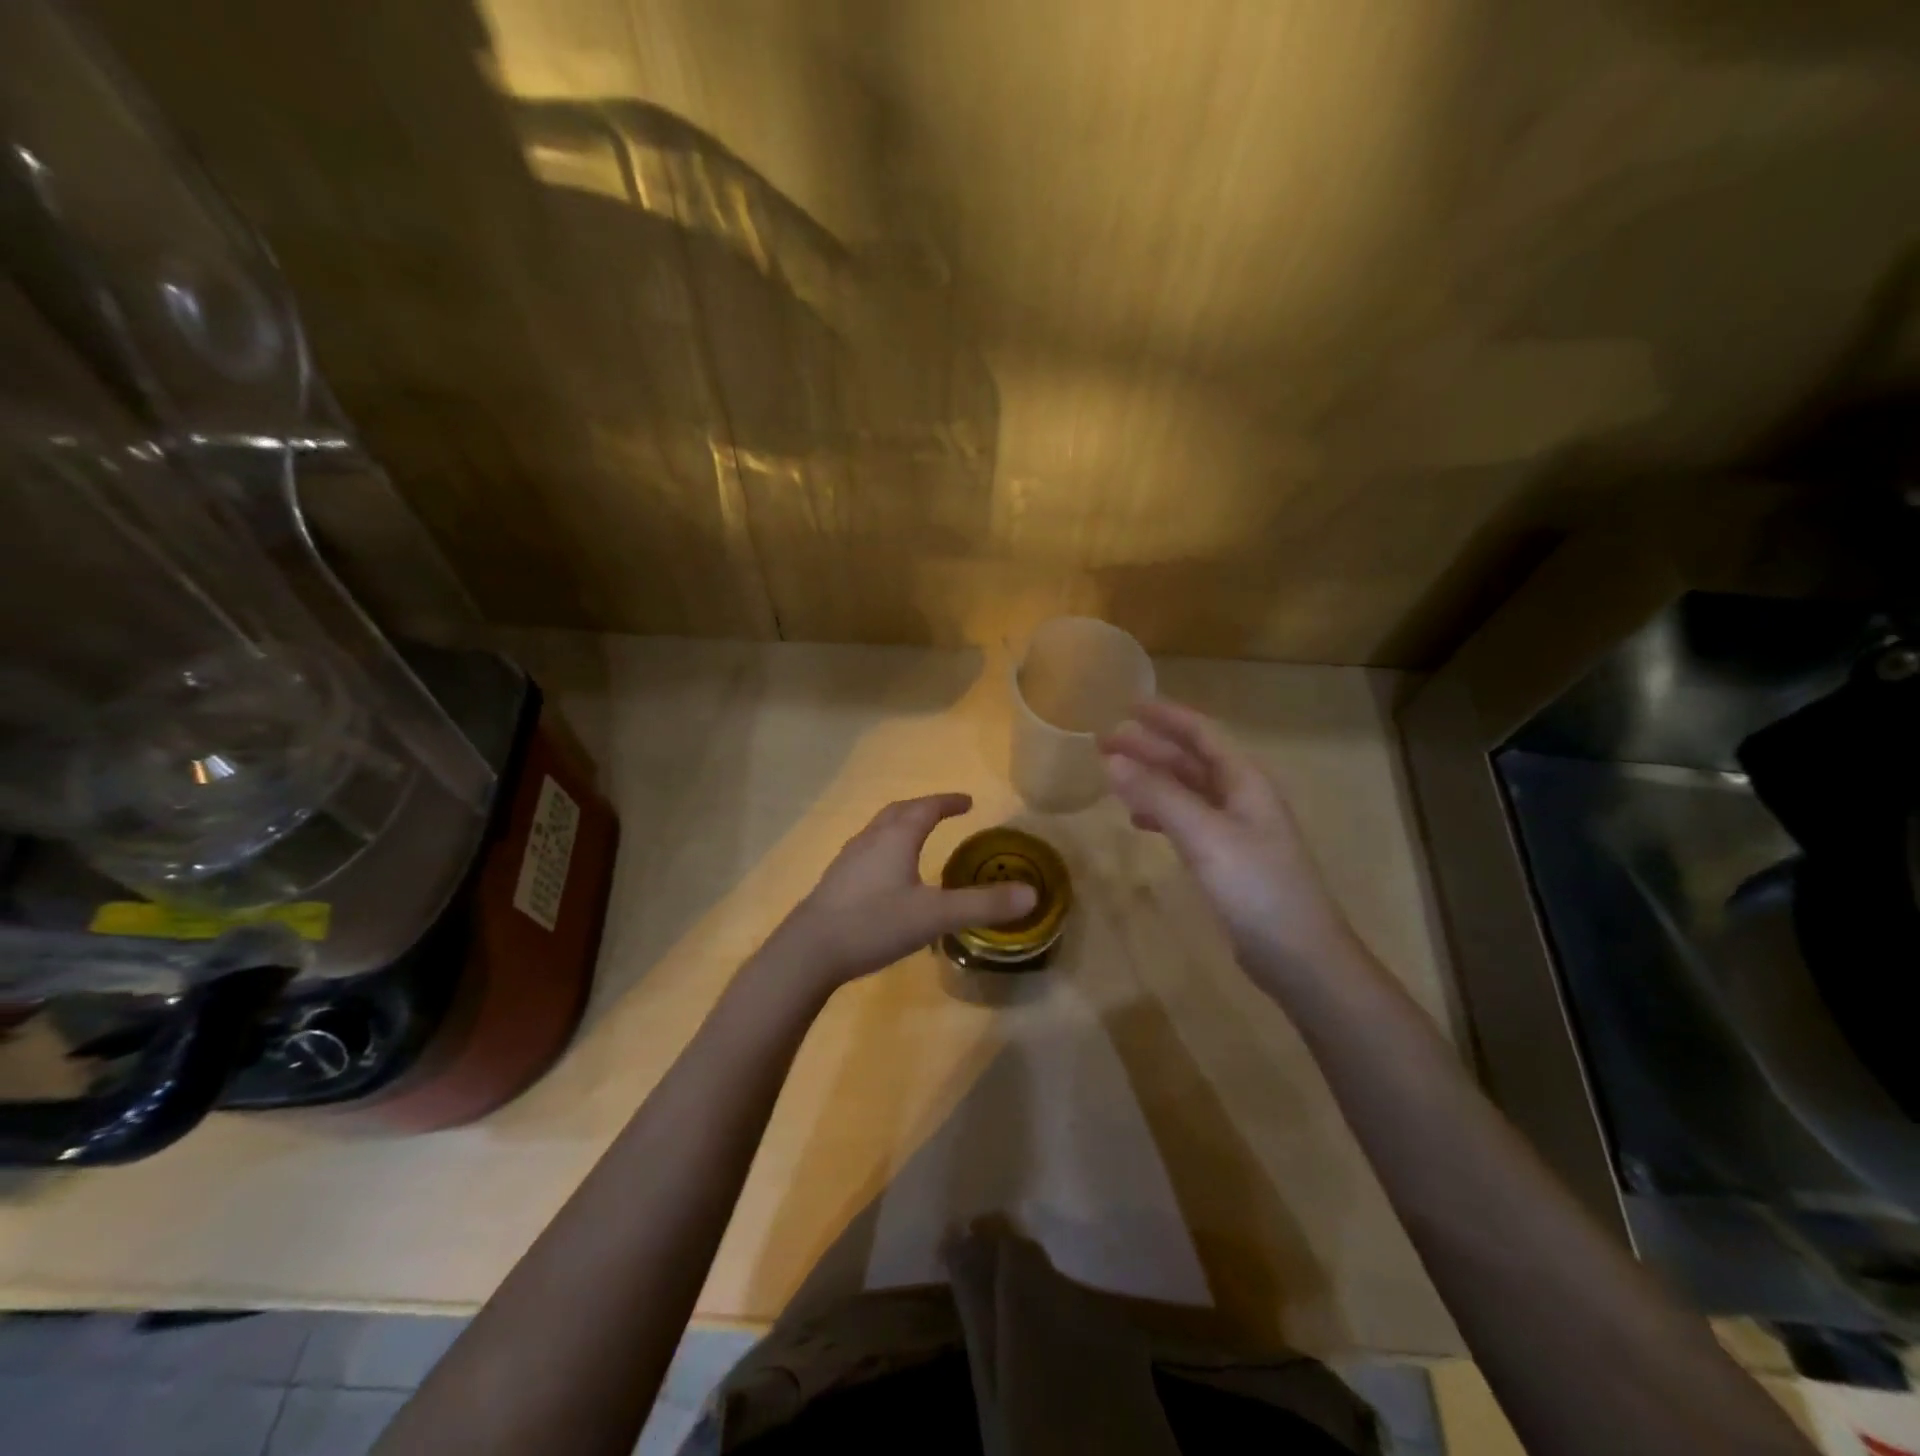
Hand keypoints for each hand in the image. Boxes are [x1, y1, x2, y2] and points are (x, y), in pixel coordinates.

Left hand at [771, 794, 1037, 988]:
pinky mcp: (835, 881)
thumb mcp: (935, 916)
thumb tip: (1031, 894)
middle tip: (944, 811)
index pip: (926, 809)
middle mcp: (870, 840)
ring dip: (901, 825)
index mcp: (896, 838)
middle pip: (899, 812)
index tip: (967, 801)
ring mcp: (848, 859)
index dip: (948, 802)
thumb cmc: (874, 923)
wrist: (810, 950)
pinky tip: (886, 874)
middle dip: (924, 808)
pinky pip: (866, 851)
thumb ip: (982, 905)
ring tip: (916, 836)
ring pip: (878, 830)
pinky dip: (885, 848)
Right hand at [1102, 699, 1355, 979]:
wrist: (1299, 955)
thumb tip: (1112, 759)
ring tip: (1113, 776)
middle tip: (1104, 742)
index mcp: (1244, 781)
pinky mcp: (1228, 859)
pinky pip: (1187, 820)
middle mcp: (1242, 797)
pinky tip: (1138, 820)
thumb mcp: (1204, 835)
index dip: (1165, 716)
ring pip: (1187, 790)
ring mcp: (1236, 829)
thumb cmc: (1256, 887)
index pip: (1201, 733)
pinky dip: (1161, 812)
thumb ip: (1158, 795)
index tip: (1126, 705)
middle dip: (1149, 747)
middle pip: (1190, 760)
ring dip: (1152, 778)